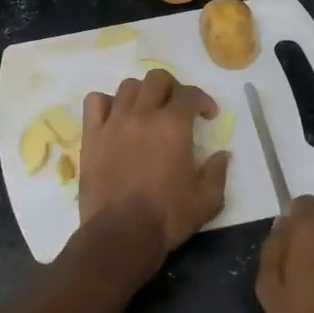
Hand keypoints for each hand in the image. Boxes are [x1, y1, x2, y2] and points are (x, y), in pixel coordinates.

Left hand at [79, 70, 229, 258]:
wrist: (121, 234)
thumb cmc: (167, 218)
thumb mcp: (208, 201)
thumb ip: (217, 172)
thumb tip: (222, 155)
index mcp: (174, 126)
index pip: (190, 94)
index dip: (203, 100)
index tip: (208, 116)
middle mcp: (143, 115)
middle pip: (157, 79)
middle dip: (172, 88)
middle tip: (177, 108)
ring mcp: (113, 123)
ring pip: (127, 87)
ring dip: (142, 93)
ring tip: (146, 111)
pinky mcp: (91, 136)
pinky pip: (94, 102)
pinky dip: (106, 103)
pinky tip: (115, 117)